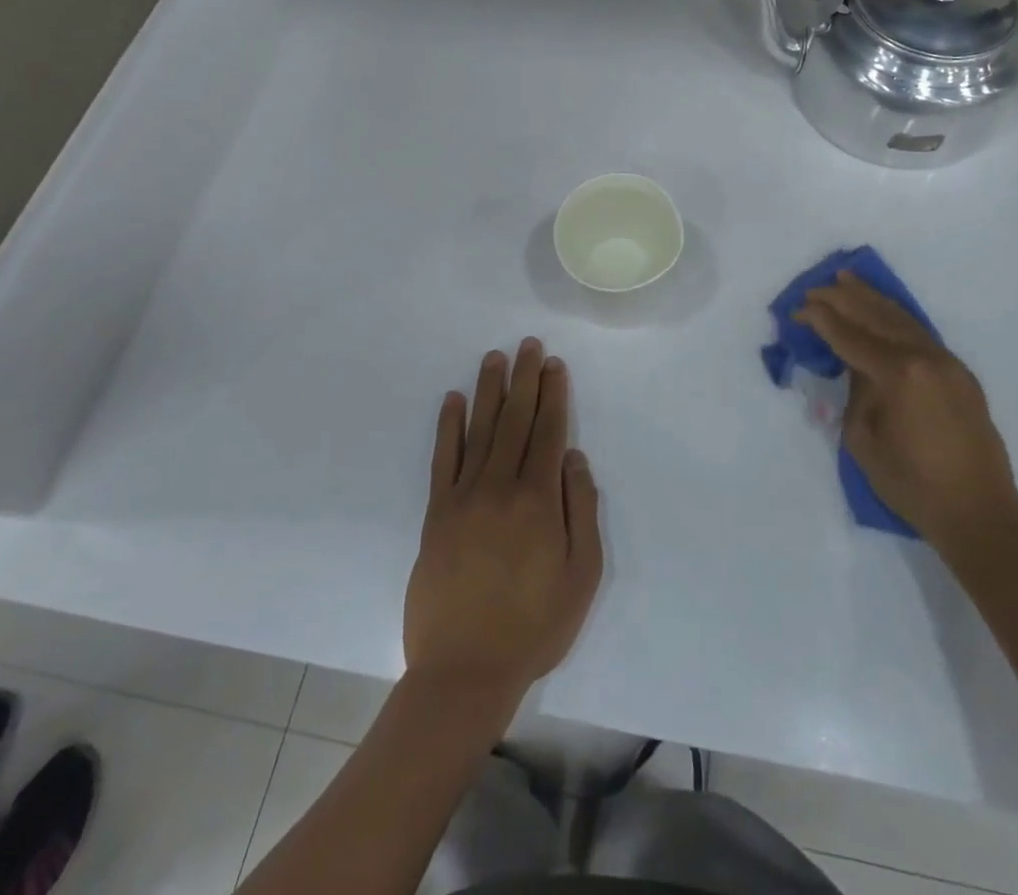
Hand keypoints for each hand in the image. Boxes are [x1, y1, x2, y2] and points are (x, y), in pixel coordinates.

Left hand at [403, 339, 603, 711]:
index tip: (554, 365)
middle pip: (516, 421)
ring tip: (494, 358)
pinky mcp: (435, 513)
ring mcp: (463, 497)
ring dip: (489, 391)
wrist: (463, 671)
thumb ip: (582, 511)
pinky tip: (452, 400)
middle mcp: (500, 487)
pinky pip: (442, 459)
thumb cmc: (534, 627)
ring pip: (480, 430)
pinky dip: (448, 426)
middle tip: (527, 345)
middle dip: (525, 379)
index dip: (554, 396)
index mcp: (538, 501)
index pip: (549, 433)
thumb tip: (575, 459)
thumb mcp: (582, 577)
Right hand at [796, 272, 1017, 554]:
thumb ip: (857, 393)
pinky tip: (883, 310)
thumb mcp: (864, 440)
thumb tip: (858, 367)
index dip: (821, 320)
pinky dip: (896, 318)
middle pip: (877, 318)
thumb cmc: (912, 485)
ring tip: (847, 279)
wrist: (980, 515)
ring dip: (872, 299)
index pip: (851, 337)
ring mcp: (949, 364)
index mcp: (899, 374)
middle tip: (815, 287)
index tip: (798, 308)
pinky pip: (921, 334)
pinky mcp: (961, 375)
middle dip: (843, 300)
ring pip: (903, 320)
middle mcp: (926, 358)